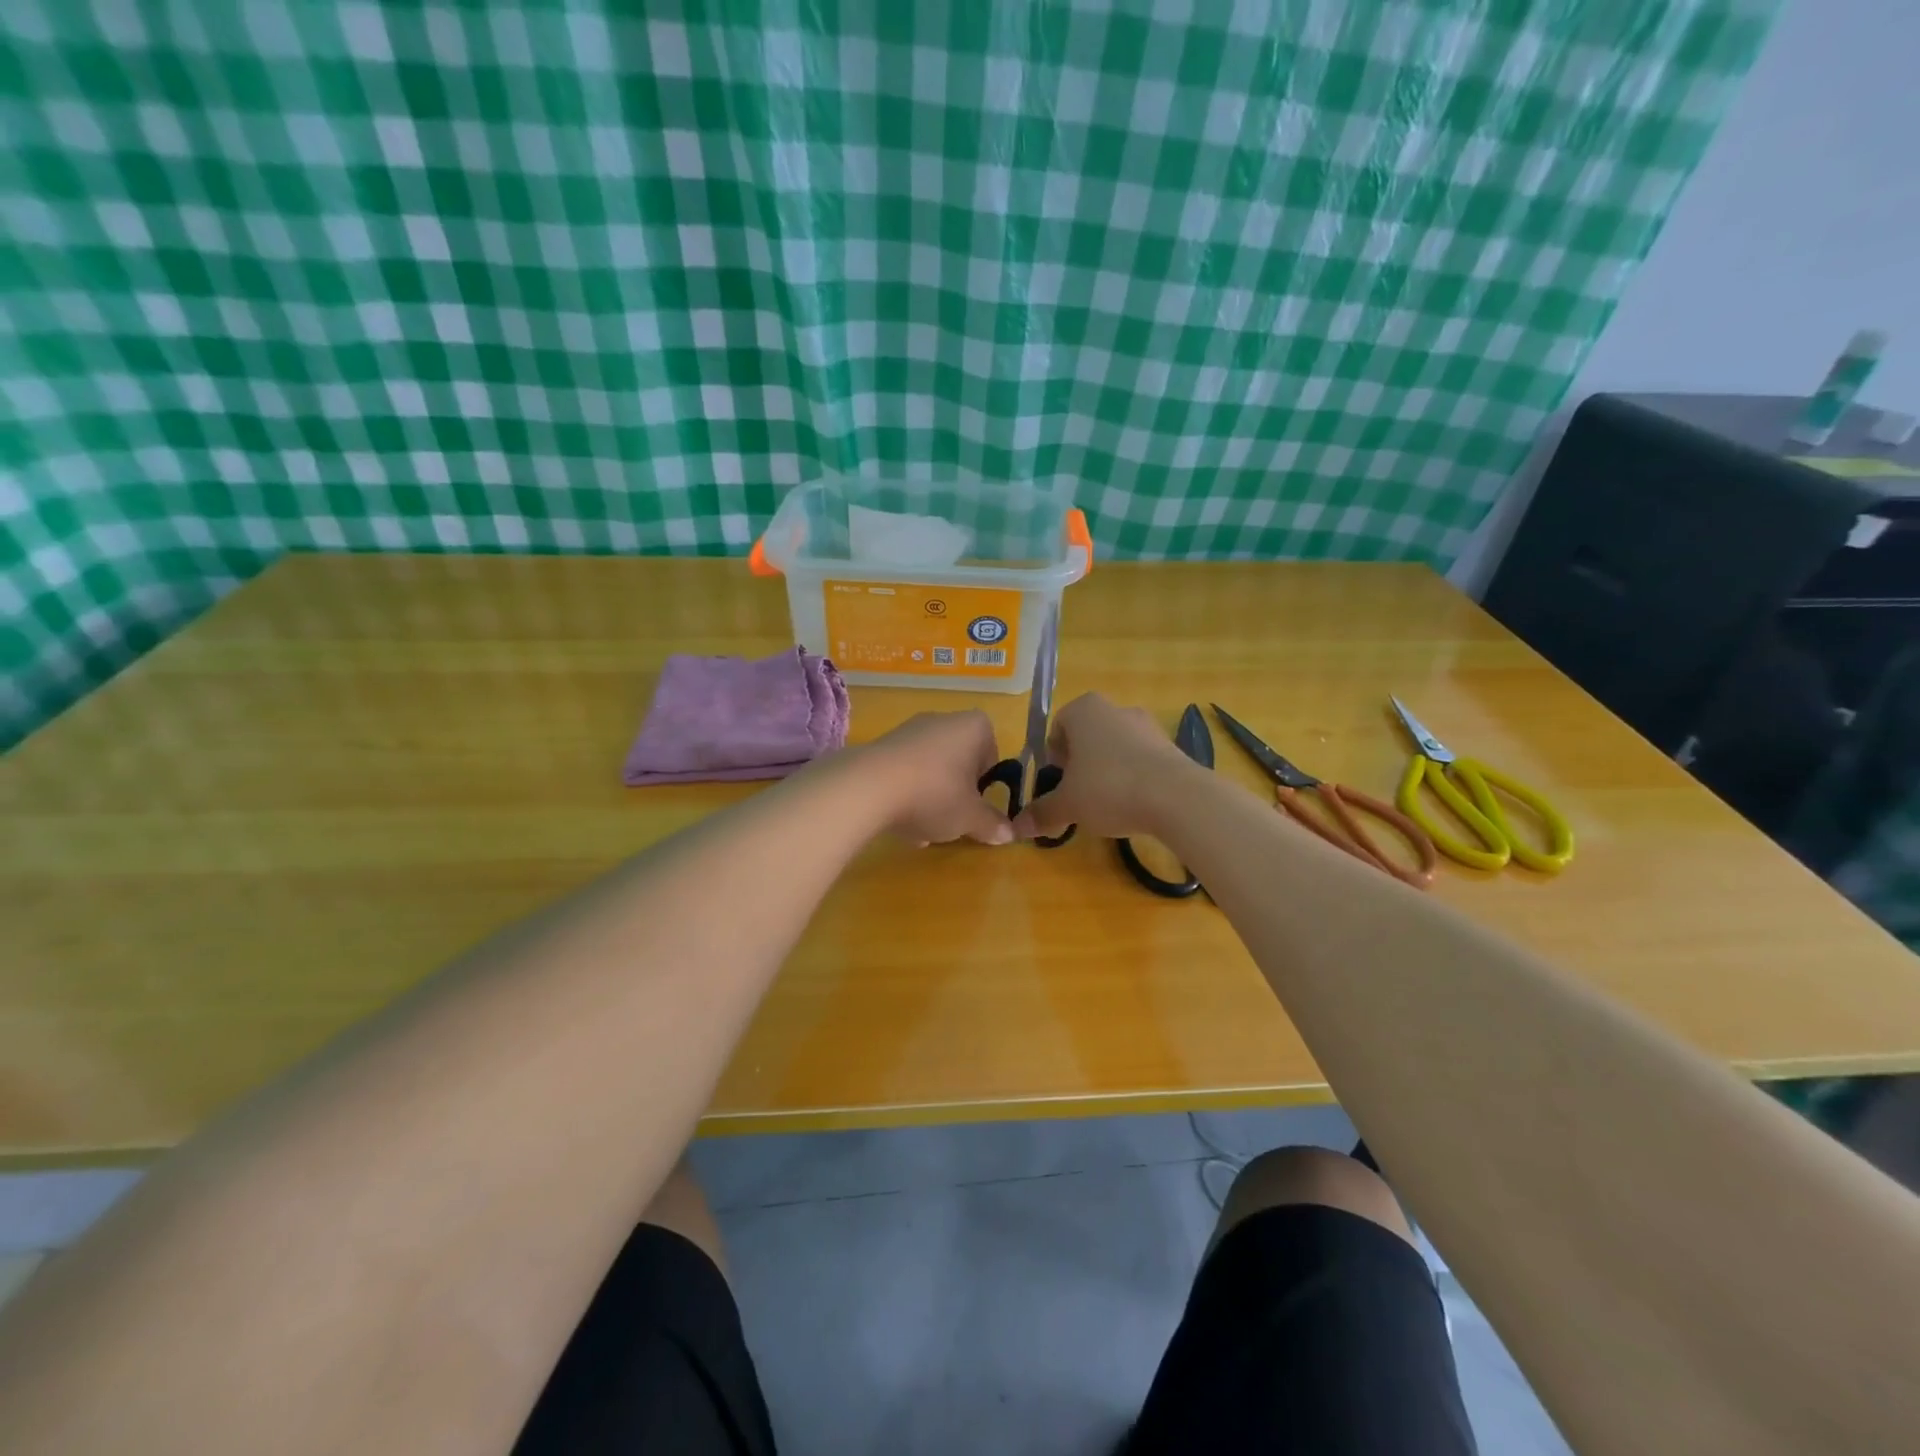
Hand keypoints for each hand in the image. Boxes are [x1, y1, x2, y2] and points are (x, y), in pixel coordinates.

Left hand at [857, 711, 1015, 846]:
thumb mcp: (971, 817)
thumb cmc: (936, 794)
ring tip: (923, 829)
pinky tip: (900, 822)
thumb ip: (992, 824)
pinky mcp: (880, 746)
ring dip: (930, 797)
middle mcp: (943, 720)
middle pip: (959, 760)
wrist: (869, 787)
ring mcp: (908, 730)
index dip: (987, 780)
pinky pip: (904, 772)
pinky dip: (906, 794)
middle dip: (957, 791)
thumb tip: (1008, 834)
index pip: (992, 750)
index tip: (978, 803)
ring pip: (930, 768)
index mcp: (974, 727)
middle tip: (953, 819)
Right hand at [1012, 693, 1191, 840]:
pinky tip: (1134, 805)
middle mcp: (1116, 709)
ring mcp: (1148, 725)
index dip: (1053, 755)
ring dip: (1106, 771)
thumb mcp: (1068, 805)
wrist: (1177, 797)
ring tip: (1106, 804)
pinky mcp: (1172, 746)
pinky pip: (1141, 760)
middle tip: (1077, 794)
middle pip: (1087, 736)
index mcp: (1084, 710)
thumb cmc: (1109, 789)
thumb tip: (1017, 827)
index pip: (1058, 726)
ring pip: (1115, 748)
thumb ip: (1042, 812)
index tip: (1056, 781)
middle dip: (1079, 763)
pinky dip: (1133, 778)